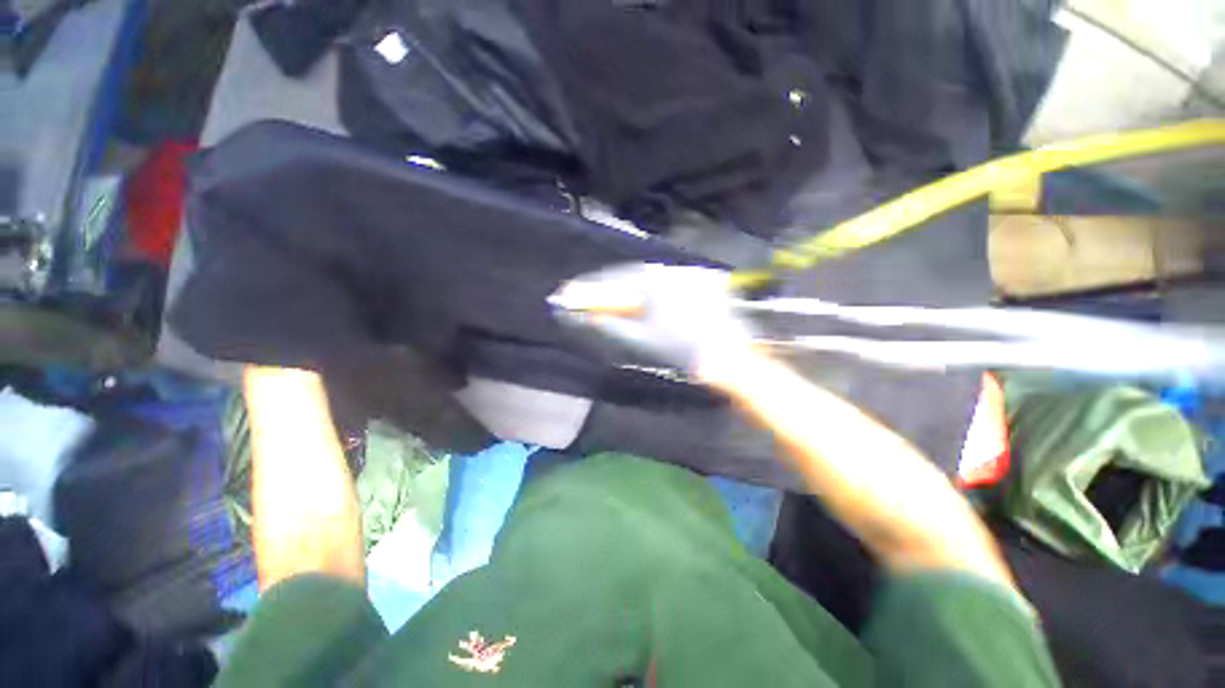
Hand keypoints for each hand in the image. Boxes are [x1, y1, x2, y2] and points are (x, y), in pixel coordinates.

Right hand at [550, 262, 755, 373]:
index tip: (571, 292)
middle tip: (589, 300)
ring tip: (614, 304)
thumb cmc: (683, 350)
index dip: (592, 288)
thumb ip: (611, 324)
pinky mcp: (701, 281)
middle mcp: (672, 269)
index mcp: (656, 281)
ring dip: (630, 290)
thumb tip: (588, 317)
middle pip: (630, 277)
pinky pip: (667, 283)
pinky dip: (651, 292)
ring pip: (649, 279)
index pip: (614, 280)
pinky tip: (644, 303)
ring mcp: (689, 273)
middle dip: (609, 290)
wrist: (729, 357)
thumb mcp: (642, 339)